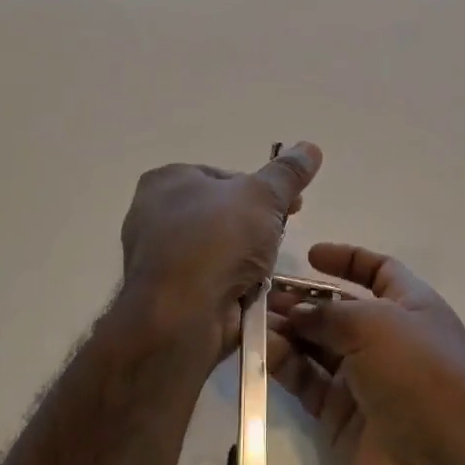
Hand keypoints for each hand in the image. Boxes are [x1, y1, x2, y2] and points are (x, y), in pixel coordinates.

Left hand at [119, 142, 321, 360]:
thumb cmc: (216, 240)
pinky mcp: (166, 299)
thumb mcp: (262, 196)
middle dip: (257, 229)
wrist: (178, 317)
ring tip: (268, 271)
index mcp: (168, 181)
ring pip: (219, 253)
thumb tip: (310, 147)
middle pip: (223, 216)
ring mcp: (158, 260)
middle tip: (281, 239)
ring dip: (248, 262)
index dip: (264, 190)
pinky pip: (211, 285)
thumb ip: (287, 173)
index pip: (226, 177)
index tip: (293, 206)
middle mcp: (154, 216)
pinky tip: (253, 296)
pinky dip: (233, 289)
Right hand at [269, 244, 464, 464]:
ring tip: (251, 318)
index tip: (310, 255)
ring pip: (316, 347)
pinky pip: (307, 383)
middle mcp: (386, 341)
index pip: (377, 271)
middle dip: (303, 299)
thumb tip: (297, 312)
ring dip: (287, 331)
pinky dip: (284, 366)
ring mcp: (363, 382)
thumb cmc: (422, 375)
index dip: (346, 260)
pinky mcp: (341, 420)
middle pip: (337, 310)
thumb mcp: (378, 325)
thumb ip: (330, 314)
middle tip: (261, 291)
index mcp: (410, 307)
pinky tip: (260, 350)